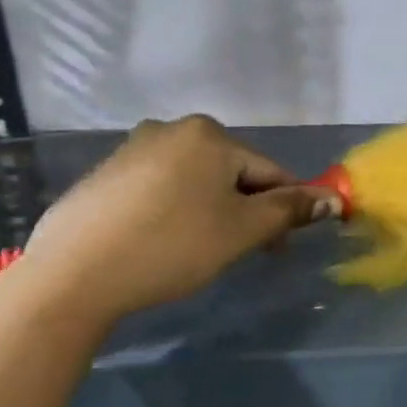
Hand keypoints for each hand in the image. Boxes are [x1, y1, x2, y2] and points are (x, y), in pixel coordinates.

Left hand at [16, 115, 332, 327]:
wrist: (72, 277)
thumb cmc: (173, 246)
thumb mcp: (244, 230)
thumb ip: (291, 210)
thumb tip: (335, 199)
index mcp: (210, 135)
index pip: (270, 172)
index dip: (285, 209)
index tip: (280, 246)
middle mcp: (171, 129)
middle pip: (233, 173)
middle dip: (246, 209)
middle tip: (242, 251)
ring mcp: (132, 149)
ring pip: (197, 181)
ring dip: (213, 211)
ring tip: (202, 250)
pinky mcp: (104, 175)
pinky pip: (161, 189)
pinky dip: (176, 211)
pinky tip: (165, 242)